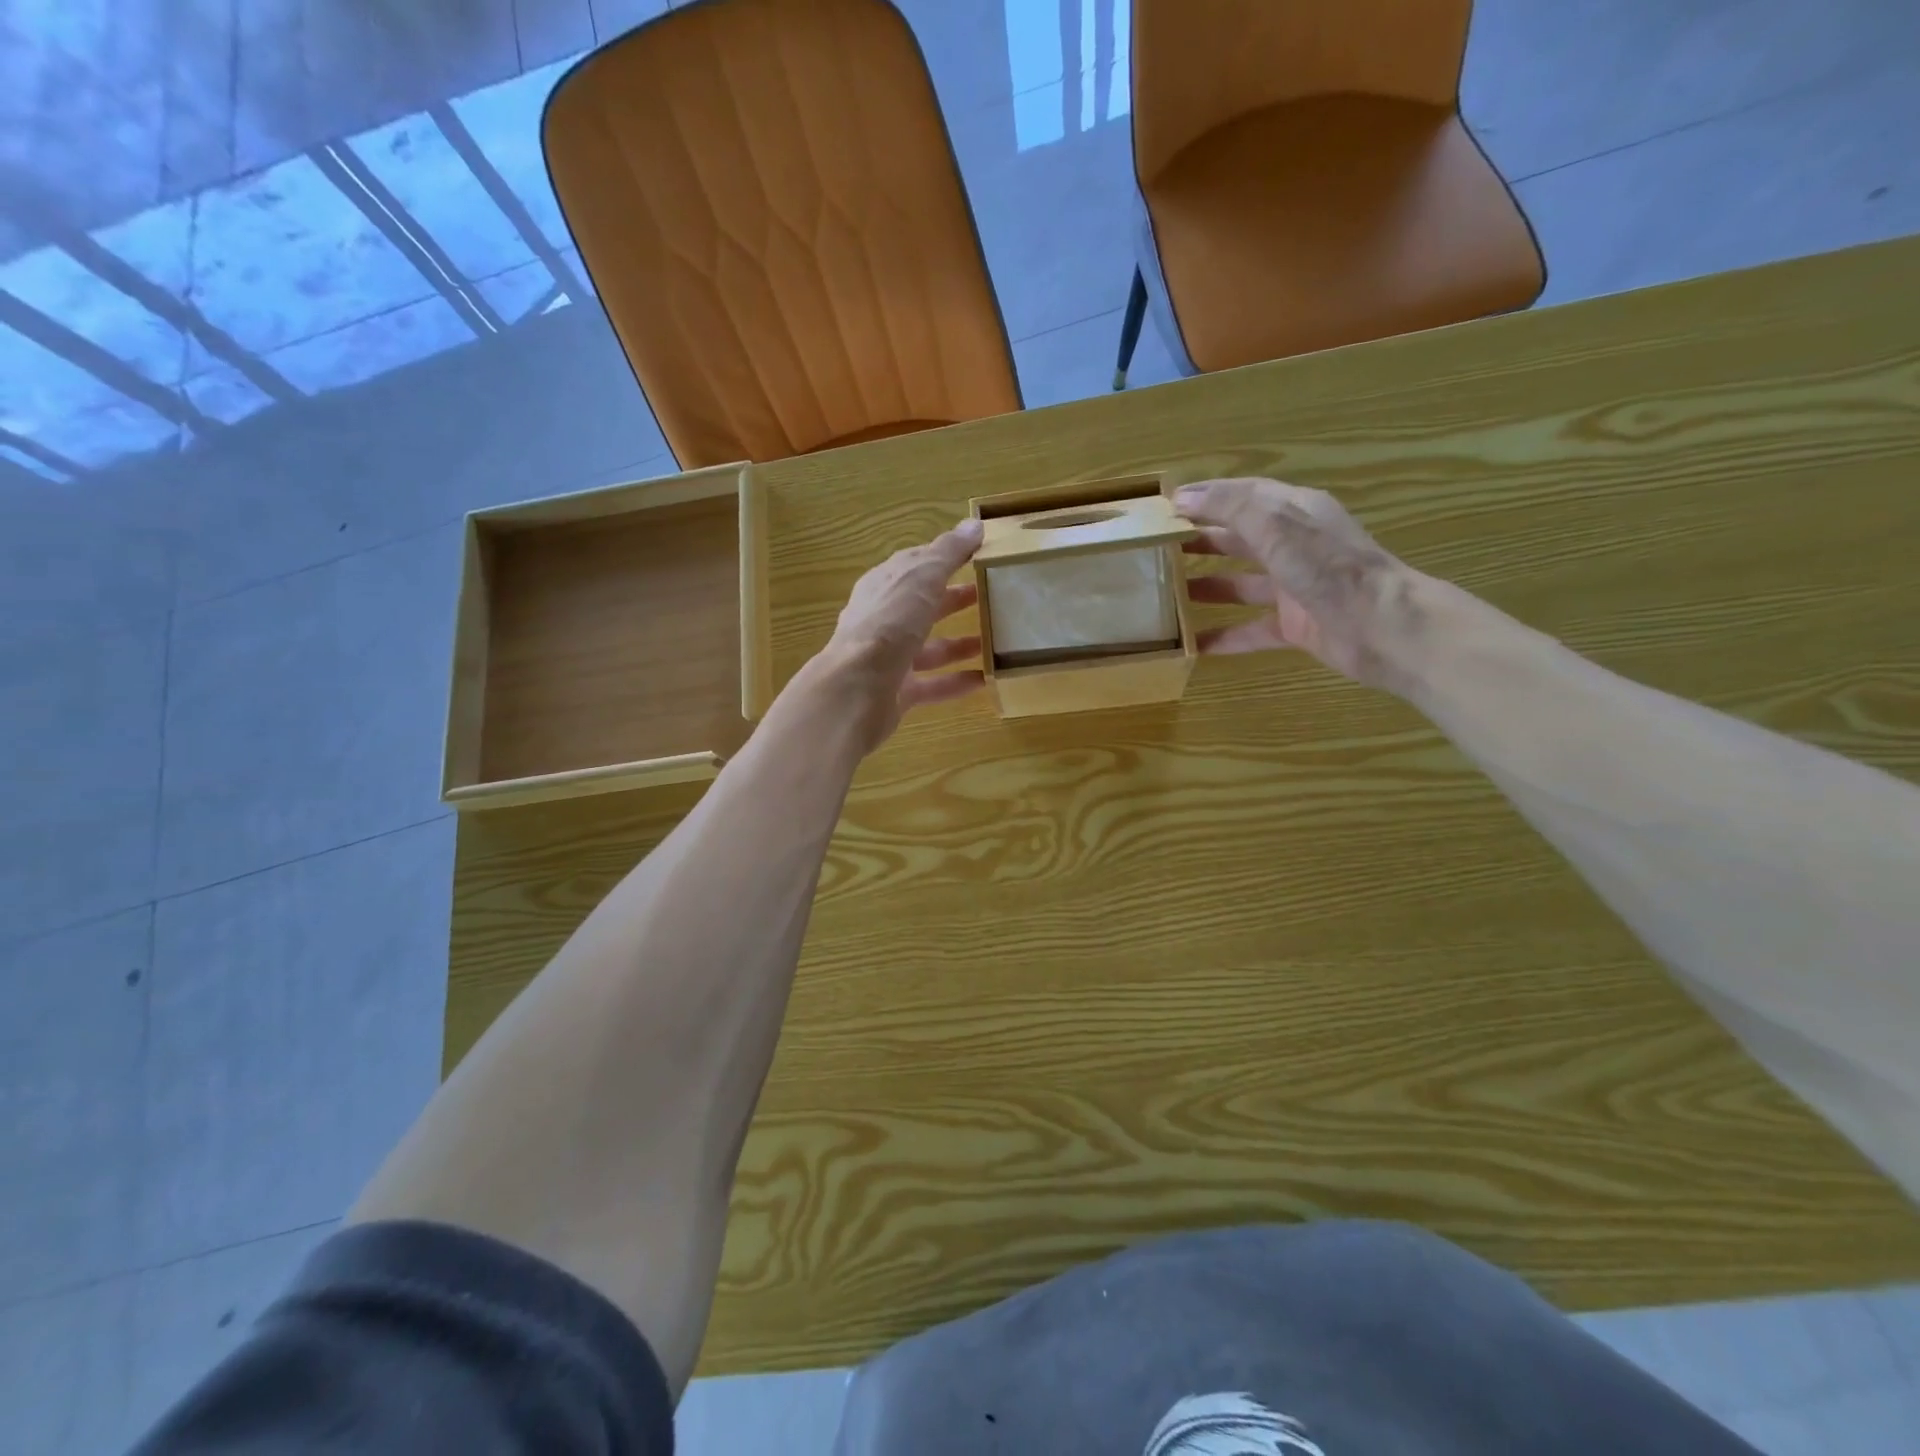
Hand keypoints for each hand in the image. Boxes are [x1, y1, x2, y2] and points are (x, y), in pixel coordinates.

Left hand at [818, 518, 985, 750]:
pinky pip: (932, 684)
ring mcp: (888, 658)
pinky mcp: (896, 692)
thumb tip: (974, 525)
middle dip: (953, 599)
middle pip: (922, 606)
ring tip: (996, 641)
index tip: (977, 555)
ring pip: (929, 647)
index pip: (914, 565)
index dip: (942, 558)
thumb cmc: (889, 624)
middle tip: (991, 596)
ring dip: (960, 643)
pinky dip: (957, 681)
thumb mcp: (921, 578)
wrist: (857, 690)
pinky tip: (986, 680)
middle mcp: (883, 620)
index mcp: (883, 586)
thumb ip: (948, 554)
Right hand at [1178, 477, 1422, 692]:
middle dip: (1203, 539)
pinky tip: (1193, 645)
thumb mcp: (1276, 526)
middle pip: (1241, 537)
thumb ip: (1231, 508)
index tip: (1167, 505)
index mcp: (1296, 512)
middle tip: (1161, 548)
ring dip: (1208, 586)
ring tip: (1169, 592)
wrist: (1382, 626)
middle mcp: (1295, 546)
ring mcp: (1295, 588)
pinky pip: (1251, 630)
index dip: (1207, 497)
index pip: (1245, 495)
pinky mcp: (1295, 626)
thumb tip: (1183, 497)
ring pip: (1243, 583)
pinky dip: (1224, 637)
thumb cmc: (1328, 568)